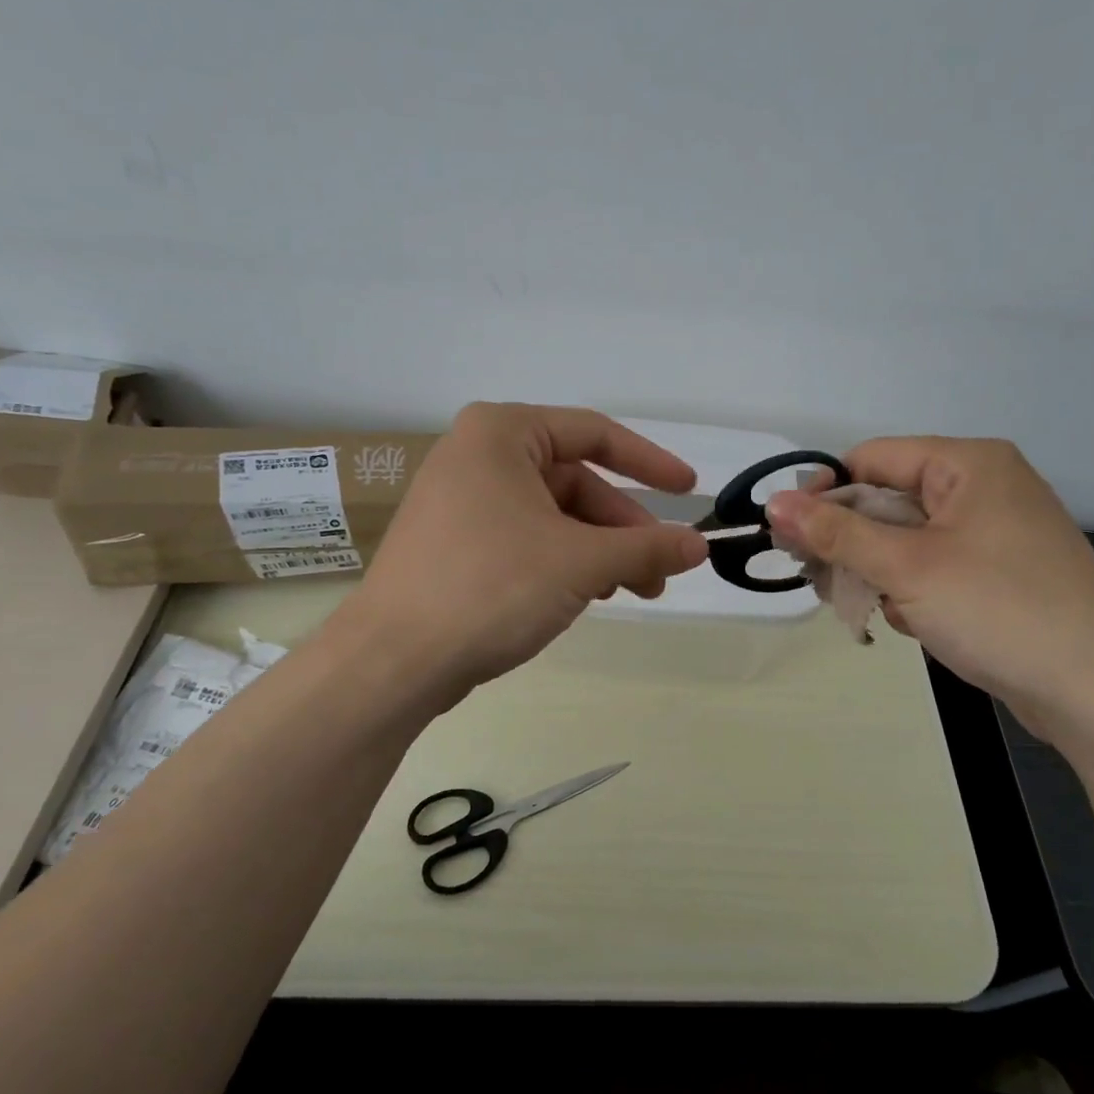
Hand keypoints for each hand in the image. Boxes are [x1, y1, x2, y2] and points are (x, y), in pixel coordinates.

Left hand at [341, 403, 708, 700]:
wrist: (393, 660)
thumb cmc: (491, 586)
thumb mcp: (581, 562)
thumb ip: (647, 547)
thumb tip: (700, 545)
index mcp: (501, 434)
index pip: (594, 434)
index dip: (650, 463)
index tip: (689, 492)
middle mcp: (477, 456)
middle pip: (575, 482)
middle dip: (623, 528)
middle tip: (661, 571)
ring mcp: (462, 502)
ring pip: (553, 516)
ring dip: (599, 551)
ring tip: (634, 590)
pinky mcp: (455, 544)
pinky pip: (526, 539)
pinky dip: (564, 562)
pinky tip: (587, 596)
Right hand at [764, 438, 1093, 736]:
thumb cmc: (999, 611)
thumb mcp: (907, 568)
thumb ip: (836, 532)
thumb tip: (774, 502)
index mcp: (969, 463)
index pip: (872, 458)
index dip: (825, 493)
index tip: (792, 537)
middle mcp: (986, 486)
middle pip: (889, 498)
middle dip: (852, 542)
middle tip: (822, 581)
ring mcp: (998, 531)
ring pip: (909, 537)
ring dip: (879, 571)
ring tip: (875, 609)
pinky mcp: (1004, 572)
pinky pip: (937, 565)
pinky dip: (913, 589)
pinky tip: (915, 623)